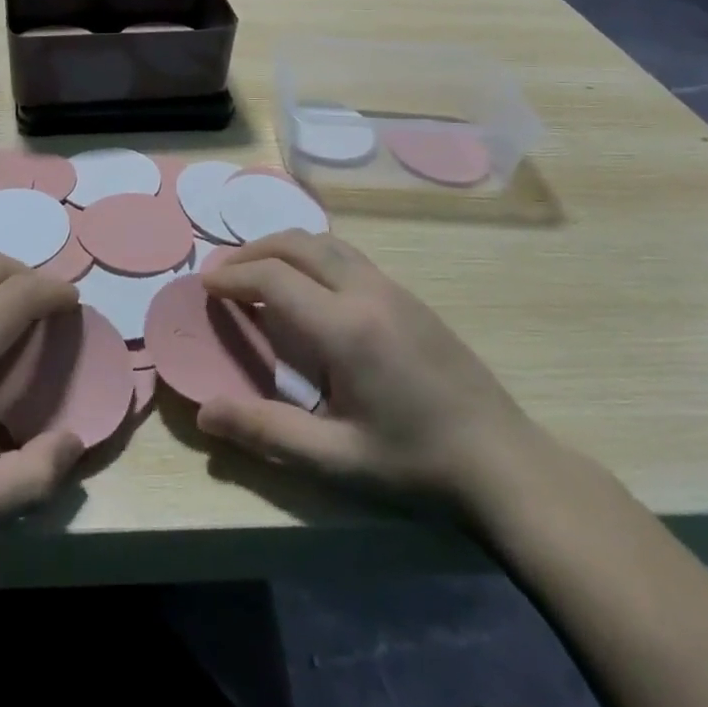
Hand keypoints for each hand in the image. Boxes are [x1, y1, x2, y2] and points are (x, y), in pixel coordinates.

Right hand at [198, 234, 547, 513]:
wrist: (503, 462)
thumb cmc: (416, 464)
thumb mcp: (337, 459)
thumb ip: (267, 432)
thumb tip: (204, 413)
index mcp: (345, 327)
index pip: (273, 278)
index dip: (232, 277)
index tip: (204, 286)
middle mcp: (366, 291)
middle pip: (296, 244)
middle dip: (251, 251)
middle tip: (222, 274)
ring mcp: (391, 288)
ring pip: (324, 242)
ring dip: (282, 247)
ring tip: (257, 271)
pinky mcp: (408, 295)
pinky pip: (346, 254)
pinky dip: (311, 254)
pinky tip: (307, 286)